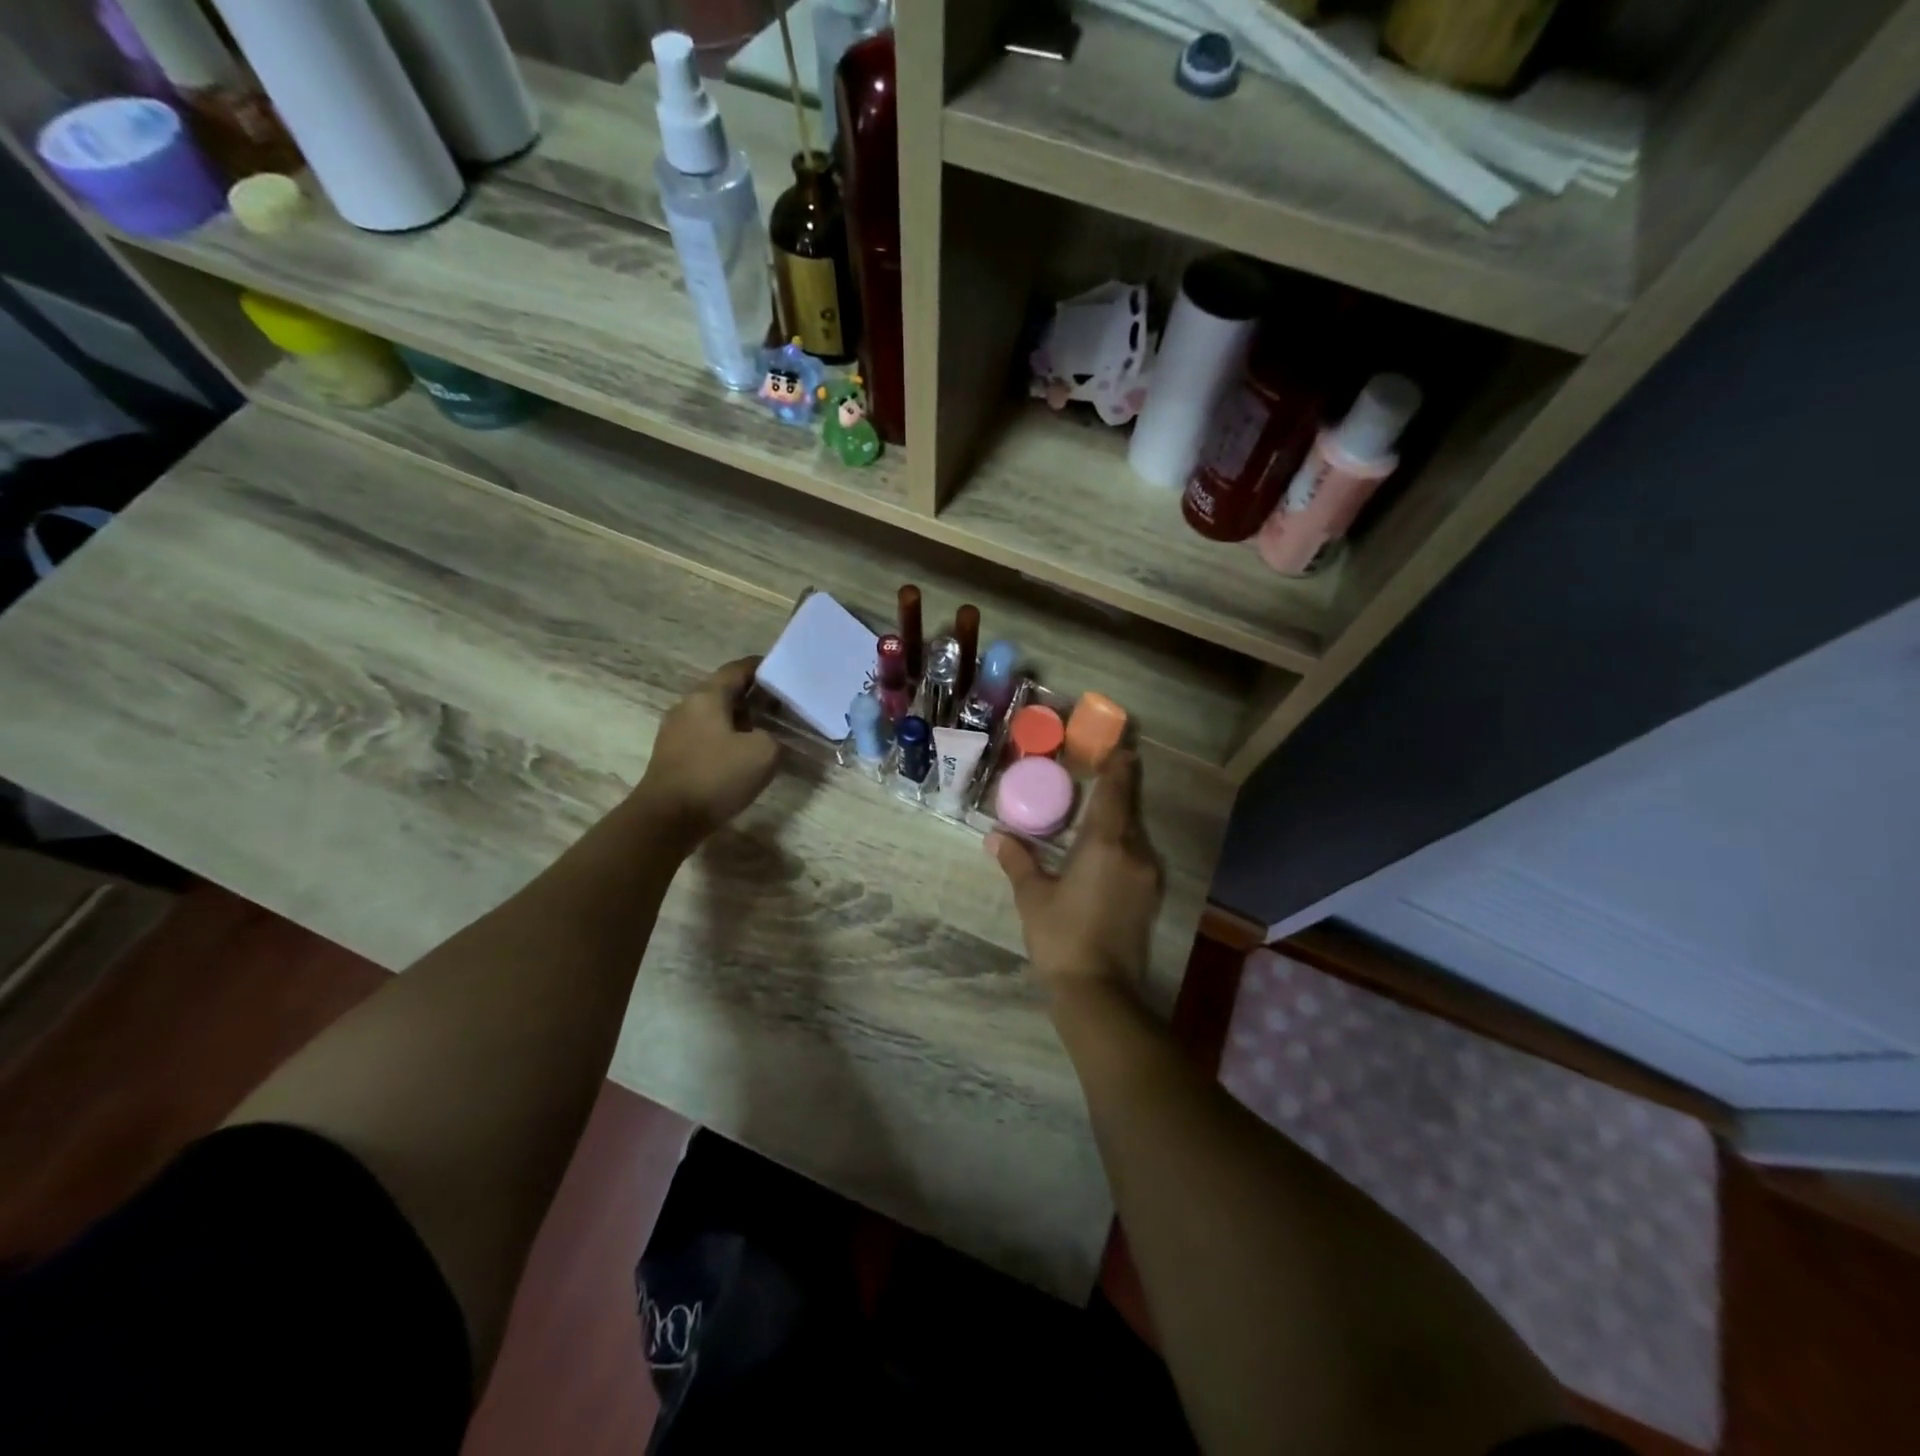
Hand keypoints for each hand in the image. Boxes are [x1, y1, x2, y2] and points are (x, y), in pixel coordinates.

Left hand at [635, 658, 780, 846]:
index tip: (785, 674)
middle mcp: (687, 706)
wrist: (667, 819)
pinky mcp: (672, 756)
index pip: (738, 669)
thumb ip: (775, 738)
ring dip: (740, 720)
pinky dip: (726, 739)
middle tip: (782, 708)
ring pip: (715, 716)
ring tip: (767, 732)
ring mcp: (675, 732)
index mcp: (707, 696)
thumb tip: (768, 738)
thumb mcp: (764, 753)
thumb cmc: (716, 776)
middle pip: (725, 691)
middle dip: (754, 697)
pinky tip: (742, 756)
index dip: (763, 669)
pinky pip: (705, 737)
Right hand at [987, 751, 1162, 1001]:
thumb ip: (1017, 861)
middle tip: (1099, 772)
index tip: (1120, 747)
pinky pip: (1137, 857)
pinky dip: (1122, 845)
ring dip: (1119, 820)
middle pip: (1128, 811)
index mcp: (1106, 844)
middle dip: (1117, 791)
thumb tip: (995, 837)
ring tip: (1095, 811)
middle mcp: (1135, 853)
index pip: (1116, 793)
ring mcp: (1147, 877)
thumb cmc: (1060, 937)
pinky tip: (1103, 851)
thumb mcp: (1032, 897)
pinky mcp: (1149, 899)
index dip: (1119, 767)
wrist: (1098, 992)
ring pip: (1134, 836)